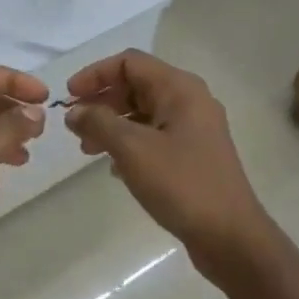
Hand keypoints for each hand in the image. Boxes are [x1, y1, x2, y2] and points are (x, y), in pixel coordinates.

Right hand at [64, 50, 272, 274]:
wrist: (230, 236)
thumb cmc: (181, 184)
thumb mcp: (132, 149)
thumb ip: (99, 123)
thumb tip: (74, 111)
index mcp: (180, 89)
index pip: (129, 62)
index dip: (95, 74)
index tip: (68, 97)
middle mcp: (190, 101)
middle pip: (136, 85)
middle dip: (101, 102)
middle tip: (75, 127)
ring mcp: (194, 129)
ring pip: (144, 113)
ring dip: (112, 125)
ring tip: (88, 150)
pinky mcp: (194, 155)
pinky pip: (154, 136)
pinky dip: (130, 144)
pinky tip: (114, 168)